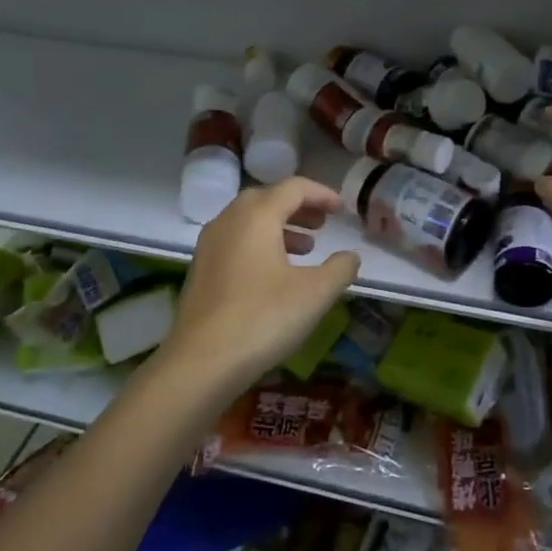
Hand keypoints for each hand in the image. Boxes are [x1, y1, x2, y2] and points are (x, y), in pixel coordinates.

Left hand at [167, 178, 361, 388]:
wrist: (200, 363)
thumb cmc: (263, 318)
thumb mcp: (315, 293)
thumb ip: (340, 268)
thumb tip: (350, 256)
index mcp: (257, 216)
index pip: (293, 188)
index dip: (322, 194)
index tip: (342, 209)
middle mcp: (229, 221)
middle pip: (267, 199)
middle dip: (298, 208)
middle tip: (323, 224)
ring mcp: (209, 246)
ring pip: (249, 221)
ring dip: (280, 227)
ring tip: (306, 249)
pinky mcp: (201, 271)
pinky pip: (236, 242)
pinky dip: (260, 245)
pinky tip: (275, 275)